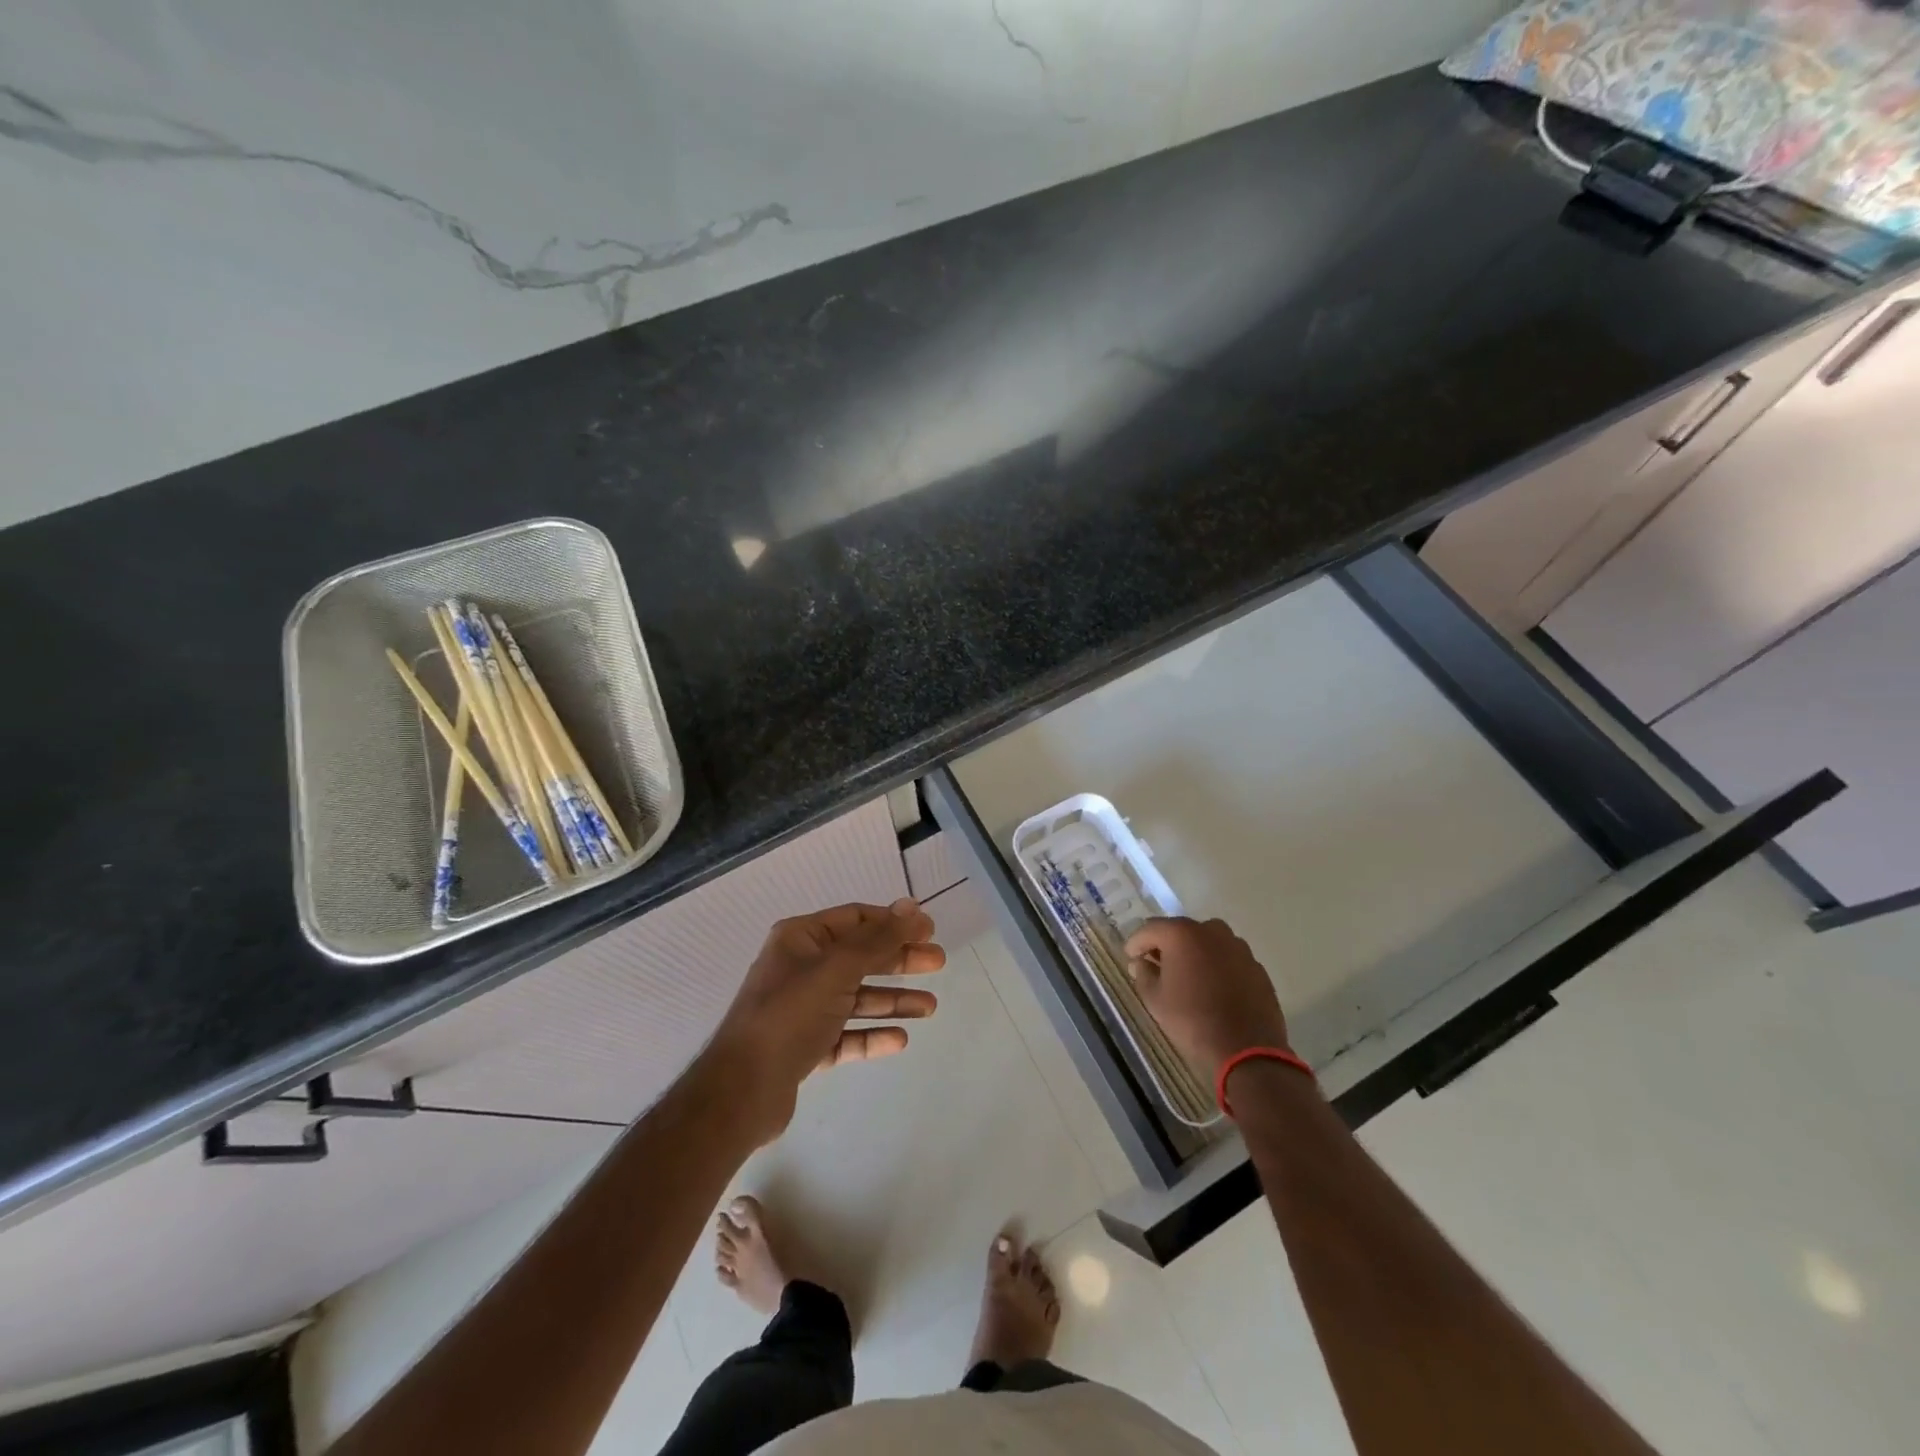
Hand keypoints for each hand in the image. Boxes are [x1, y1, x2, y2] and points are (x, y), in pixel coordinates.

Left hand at [705, 899, 944, 1142]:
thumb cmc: (790, 1015)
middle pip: (860, 958)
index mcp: (800, 939)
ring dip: (892, 1000)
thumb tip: (911, 906)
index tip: (930, 930)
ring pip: (856, 998)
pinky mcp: (804, 1047)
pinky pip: (846, 1035)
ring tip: (929, 1008)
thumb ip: (878, 939)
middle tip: (938, 964)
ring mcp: (801, 1010)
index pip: (856, 919)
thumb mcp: (837, 969)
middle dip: (899, 961)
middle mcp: (800, 969)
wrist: (741, 1091)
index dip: (893, 922)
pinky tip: (899, 1039)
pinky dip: (871, 1035)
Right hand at [1124, 916, 1288, 1086]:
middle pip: (1180, 931)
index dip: (1136, 944)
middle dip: (1165, 946)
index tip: (1131, 959)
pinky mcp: (1256, 966)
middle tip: (1157, 968)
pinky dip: (1216, 966)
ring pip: (1206, 942)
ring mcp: (1238, 947)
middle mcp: (1212, 931)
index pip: (1149, 929)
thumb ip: (1143, 974)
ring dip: (1193, 954)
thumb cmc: (1192, 1020)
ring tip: (1187, 978)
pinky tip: (1213, 989)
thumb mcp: (1154, 999)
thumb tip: (1141, 963)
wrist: (1247, 1049)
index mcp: (1182, 934)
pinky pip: (1227, 958)